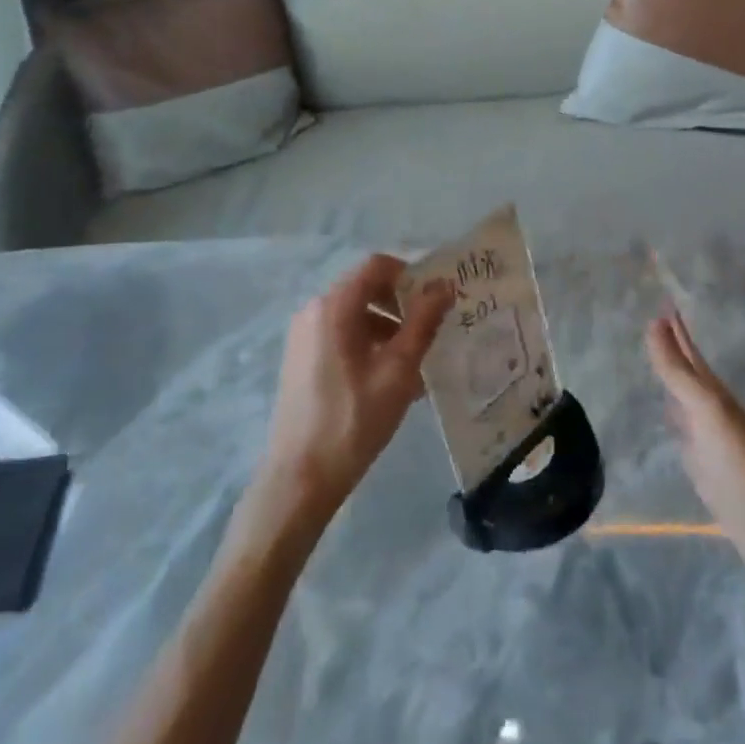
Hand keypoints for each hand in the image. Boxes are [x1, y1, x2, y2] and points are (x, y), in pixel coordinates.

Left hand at [252, 255, 453, 528]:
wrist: (300, 477)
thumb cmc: (354, 419)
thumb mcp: (398, 370)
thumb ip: (423, 322)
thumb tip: (445, 286)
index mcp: (334, 306)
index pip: (377, 266)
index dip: (411, 275)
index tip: (437, 300)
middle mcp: (314, 311)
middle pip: (366, 288)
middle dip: (402, 304)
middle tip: (433, 330)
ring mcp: (303, 336)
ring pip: (355, 315)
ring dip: (389, 327)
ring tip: (417, 362)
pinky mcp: (301, 359)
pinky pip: (341, 336)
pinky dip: (369, 345)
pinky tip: (391, 379)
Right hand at [646, 310, 744, 582]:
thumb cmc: (738, 459)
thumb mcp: (705, 409)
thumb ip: (677, 371)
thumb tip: (652, 323)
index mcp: (713, 391)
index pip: (690, 352)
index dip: (676, 329)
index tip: (664, 302)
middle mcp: (710, 407)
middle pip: (688, 371)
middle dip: (674, 347)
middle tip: (655, 322)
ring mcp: (706, 435)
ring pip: (684, 397)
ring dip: (672, 377)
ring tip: (657, 360)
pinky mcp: (702, 463)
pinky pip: (682, 427)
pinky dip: (672, 413)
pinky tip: (667, 413)